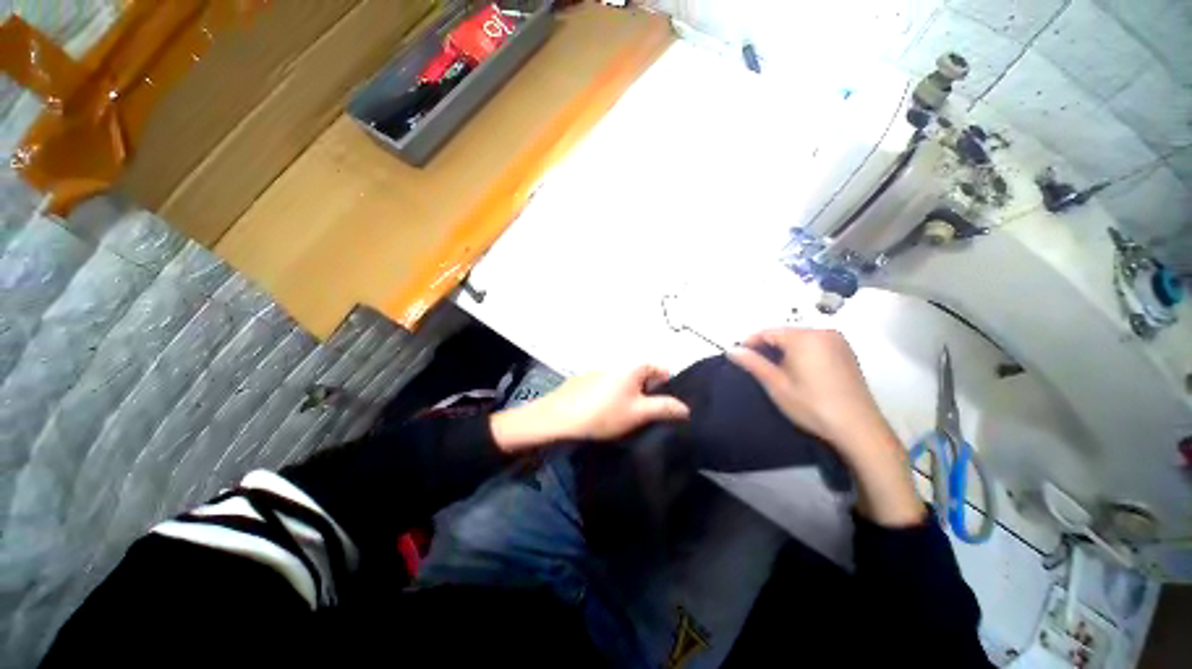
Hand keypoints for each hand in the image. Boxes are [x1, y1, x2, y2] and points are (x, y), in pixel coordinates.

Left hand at [490, 366, 689, 452]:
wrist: (559, 418)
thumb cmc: (604, 414)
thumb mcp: (639, 413)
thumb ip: (665, 408)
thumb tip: (686, 408)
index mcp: (633, 366)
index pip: (662, 370)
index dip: (668, 389)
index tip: (664, 409)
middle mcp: (618, 363)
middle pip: (643, 377)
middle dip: (648, 395)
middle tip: (644, 417)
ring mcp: (601, 371)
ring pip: (625, 383)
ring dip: (629, 397)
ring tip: (623, 418)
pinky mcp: (587, 379)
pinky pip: (609, 386)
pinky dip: (612, 397)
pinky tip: (603, 413)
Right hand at [730, 328, 924, 526]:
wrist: (858, 428)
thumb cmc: (812, 405)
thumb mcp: (776, 385)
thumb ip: (752, 363)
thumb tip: (731, 350)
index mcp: (804, 337)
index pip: (768, 332)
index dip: (750, 343)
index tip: (740, 358)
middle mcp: (823, 332)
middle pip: (785, 334)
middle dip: (768, 347)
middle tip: (757, 368)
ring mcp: (838, 342)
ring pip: (800, 339)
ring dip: (784, 351)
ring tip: (776, 372)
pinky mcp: (847, 353)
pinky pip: (815, 345)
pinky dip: (802, 353)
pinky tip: (799, 372)